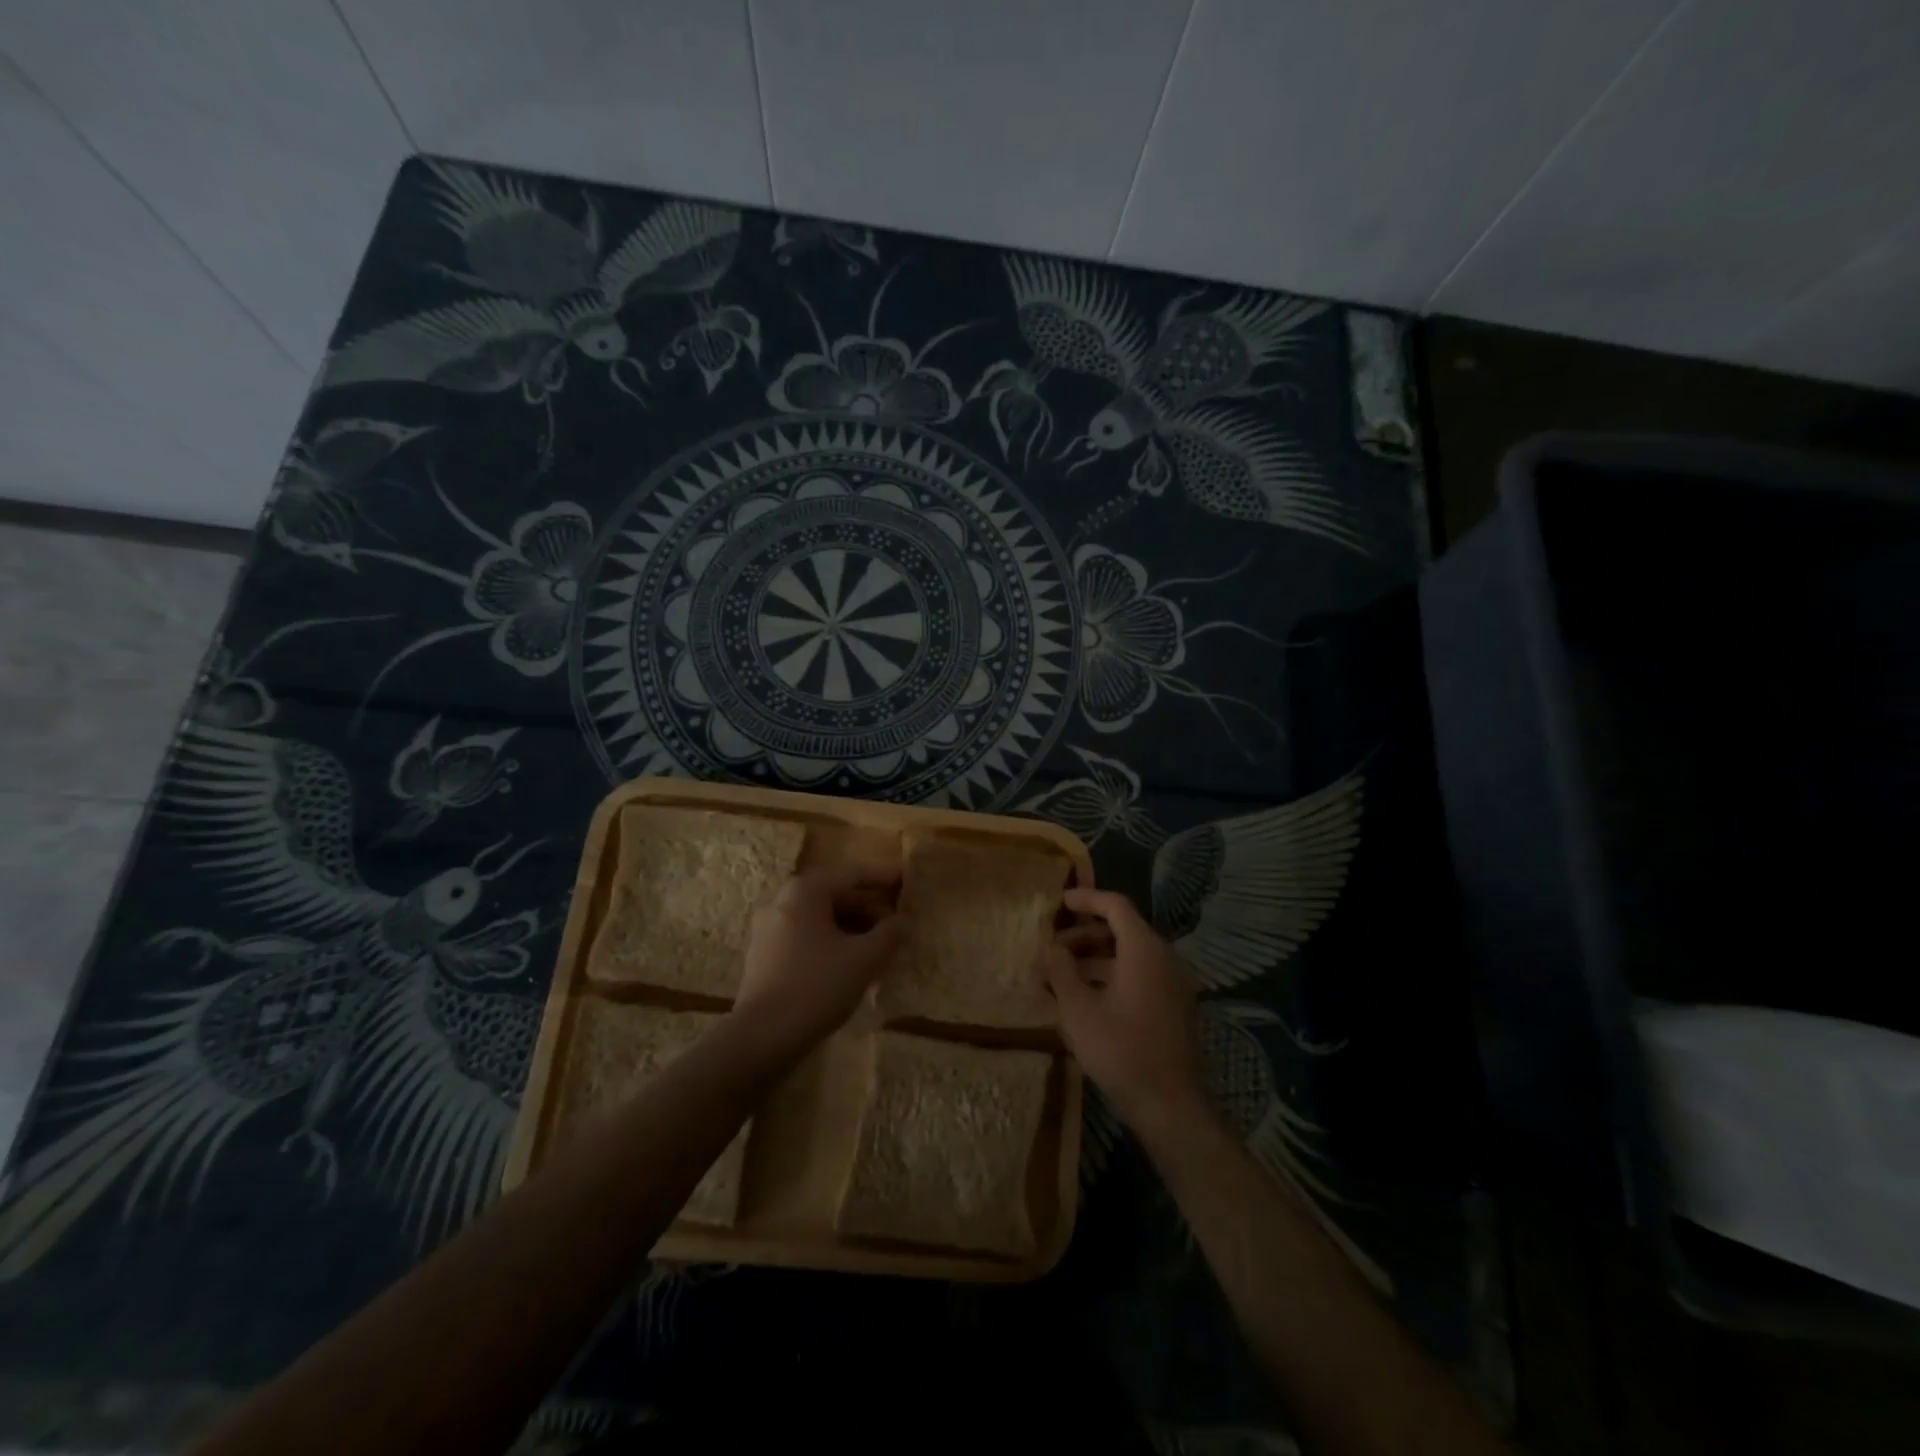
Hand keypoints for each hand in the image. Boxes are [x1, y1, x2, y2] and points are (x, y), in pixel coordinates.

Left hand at [734, 865, 900, 1047]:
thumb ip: (889, 934)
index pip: (852, 875)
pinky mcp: (765, 956)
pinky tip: (852, 965)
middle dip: (869, 909)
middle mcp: (782, 901)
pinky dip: (833, 943)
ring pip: (821, 919)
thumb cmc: (816, 986)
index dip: (883, 878)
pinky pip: (807, 938)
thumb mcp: (864, 959)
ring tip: (880, 948)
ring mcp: (769, 929)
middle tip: (897, 925)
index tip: (906, 880)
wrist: (762, 1037)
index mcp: (805, 891)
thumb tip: (904, 921)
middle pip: (835, 896)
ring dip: (853, 929)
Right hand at [1046, 888, 1207, 1137]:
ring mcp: (1172, 984)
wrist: (1170, 1105)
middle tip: (1052, 949)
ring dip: (1094, 959)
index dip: (1086, 899)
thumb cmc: (1121, 1050)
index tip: (1059, 903)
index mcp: (1144, 950)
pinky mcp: (1172, 1008)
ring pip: (1129, 956)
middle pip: (1122, 930)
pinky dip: (1110, 977)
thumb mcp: (1078, 1009)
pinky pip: (1139, 976)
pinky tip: (1084, 999)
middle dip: (1084, 935)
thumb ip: (1061, 971)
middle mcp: (1164, 958)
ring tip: (1060, 976)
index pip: (1115, 906)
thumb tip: (1050, 948)